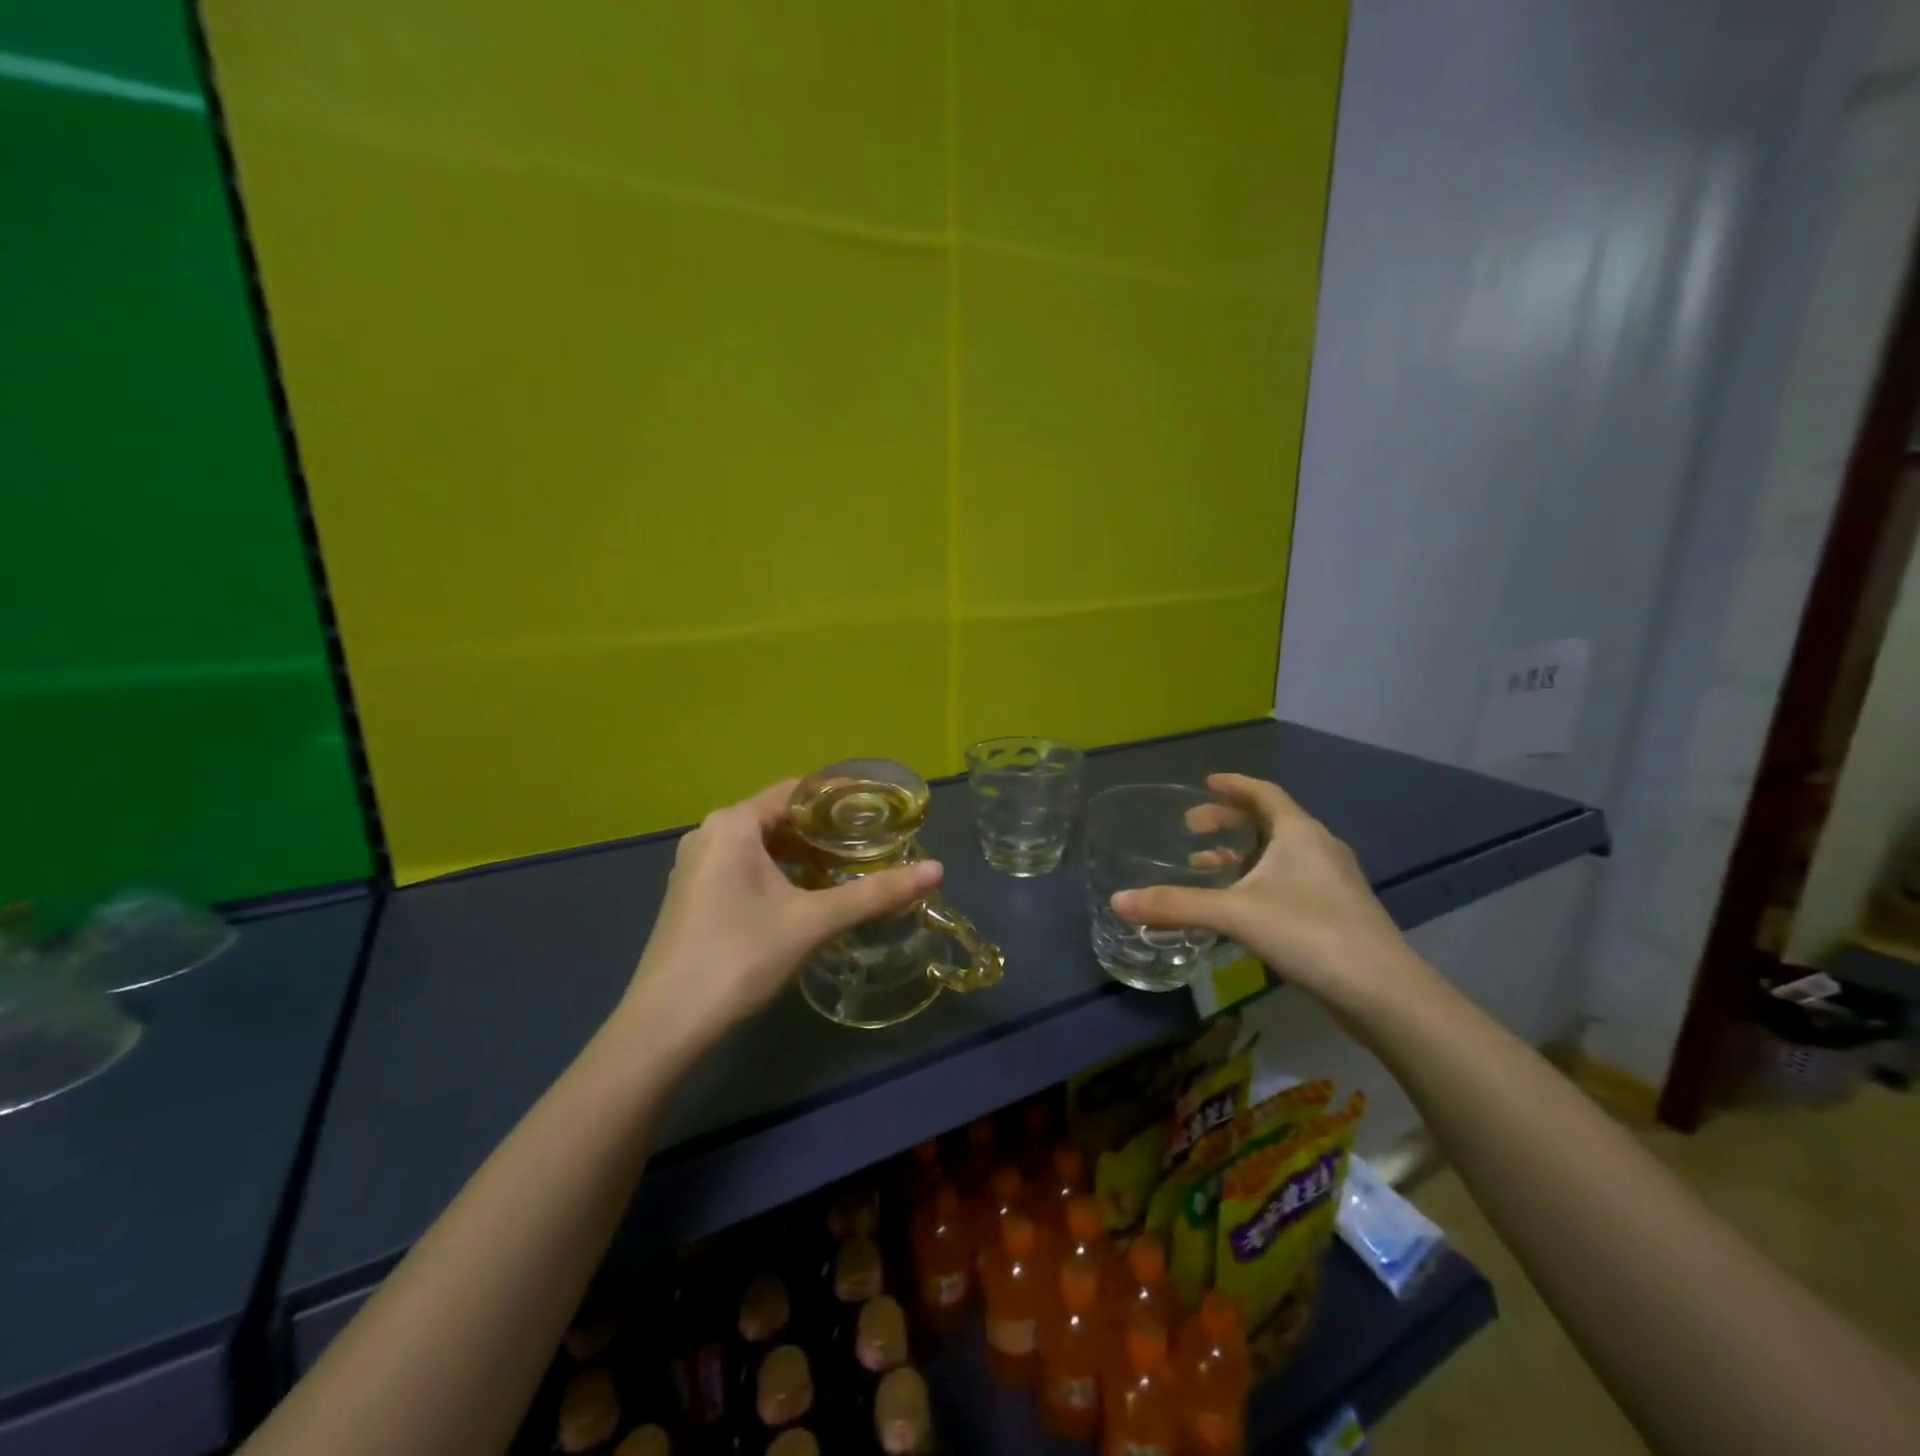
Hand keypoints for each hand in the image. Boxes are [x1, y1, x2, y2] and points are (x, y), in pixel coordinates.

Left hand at [623, 780, 942, 1045]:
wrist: (665, 1025)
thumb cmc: (740, 958)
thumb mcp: (814, 922)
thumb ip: (876, 893)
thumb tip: (938, 870)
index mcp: (733, 824)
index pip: (799, 790)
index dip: (842, 796)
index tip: (882, 809)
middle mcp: (710, 833)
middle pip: (780, 815)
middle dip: (826, 828)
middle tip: (872, 842)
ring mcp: (695, 865)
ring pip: (761, 842)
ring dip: (802, 852)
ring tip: (846, 867)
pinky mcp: (692, 894)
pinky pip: (744, 865)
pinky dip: (778, 870)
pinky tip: (805, 895)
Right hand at [1111, 773, 1426, 1017]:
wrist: (1384, 991)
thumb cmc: (1309, 932)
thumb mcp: (1234, 914)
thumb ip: (1176, 906)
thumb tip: (1117, 901)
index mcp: (1299, 832)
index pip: (1263, 792)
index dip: (1233, 785)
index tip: (1205, 783)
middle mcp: (1319, 847)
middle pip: (1269, 820)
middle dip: (1228, 822)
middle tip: (1192, 829)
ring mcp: (1333, 880)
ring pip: (1280, 853)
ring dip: (1242, 854)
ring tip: (1207, 867)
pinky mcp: (1339, 910)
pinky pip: (1291, 878)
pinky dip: (1260, 879)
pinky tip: (1242, 907)